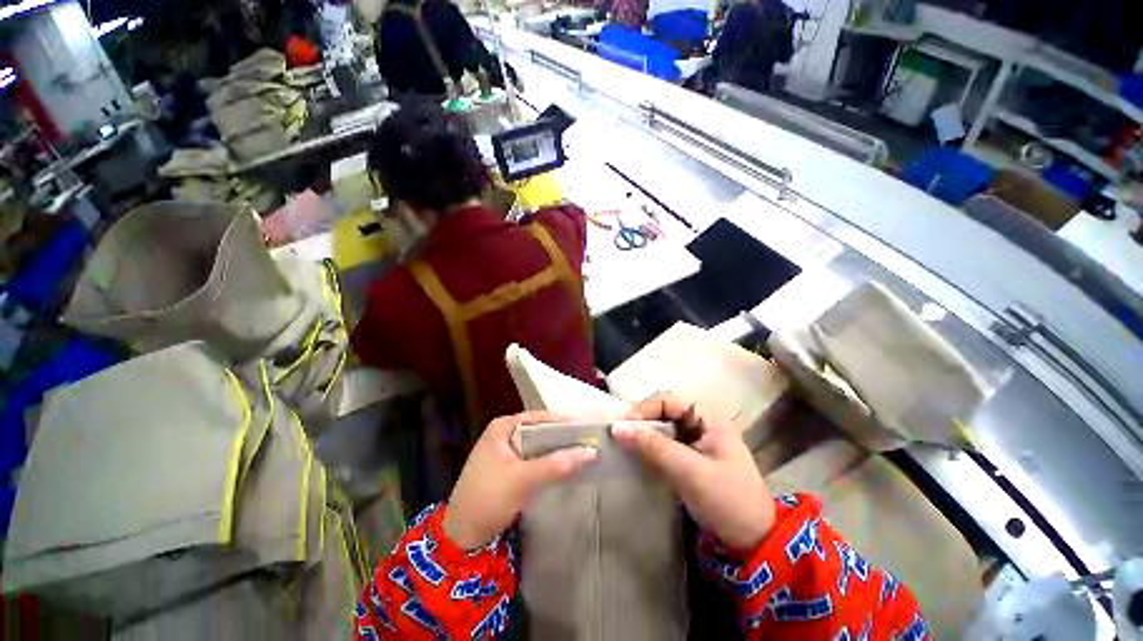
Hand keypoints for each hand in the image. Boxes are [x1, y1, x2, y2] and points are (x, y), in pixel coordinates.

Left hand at [444, 411, 597, 549]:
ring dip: (556, 450)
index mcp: (503, 426)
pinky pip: (533, 458)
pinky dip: (547, 461)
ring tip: (582, 453)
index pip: (540, 418)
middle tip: (589, 442)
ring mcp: (504, 450)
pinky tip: (563, 467)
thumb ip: (556, 465)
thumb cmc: (488, 500)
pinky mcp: (507, 467)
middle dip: (562, 437)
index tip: (588, 431)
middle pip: (539, 430)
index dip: (564, 423)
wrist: (460, 537)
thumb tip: (591, 452)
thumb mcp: (523, 480)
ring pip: (537, 445)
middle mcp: (503, 432)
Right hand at [612, 394, 774, 551]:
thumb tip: (617, 427)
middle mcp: (702, 422)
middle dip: (642, 422)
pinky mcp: (692, 456)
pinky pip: (666, 443)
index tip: (622, 426)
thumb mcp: (690, 472)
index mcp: (709, 417)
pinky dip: (651, 448)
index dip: (643, 409)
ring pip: (663, 427)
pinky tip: (639, 456)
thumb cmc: (728, 500)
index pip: (668, 400)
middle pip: (664, 412)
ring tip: (625, 445)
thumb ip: (654, 447)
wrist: (755, 541)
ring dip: (644, 435)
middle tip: (620, 436)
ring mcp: (697, 439)